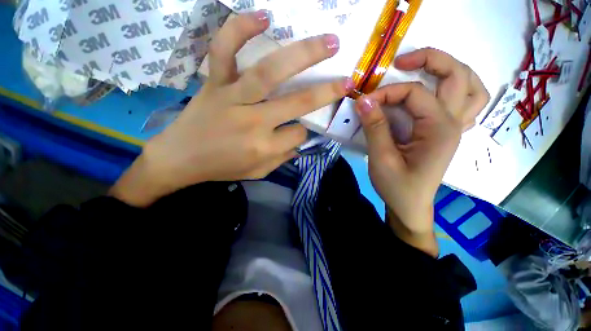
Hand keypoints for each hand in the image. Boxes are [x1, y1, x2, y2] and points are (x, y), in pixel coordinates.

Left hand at [110, 11, 352, 206]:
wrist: (179, 158)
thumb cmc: (221, 168)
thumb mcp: (258, 172)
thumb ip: (281, 158)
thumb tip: (299, 141)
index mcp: (264, 147)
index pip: (298, 133)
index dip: (303, 130)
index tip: (299, 127)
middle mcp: (253, 121)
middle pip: (297, 102)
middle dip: (326, 91)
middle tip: (347, 78)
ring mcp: (232, 97)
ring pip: (270, 72)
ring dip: (303, 54)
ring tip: (328, 41)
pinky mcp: (213, 82)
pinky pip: (224, 50)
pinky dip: (240, 29)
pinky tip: (263, 16)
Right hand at [357, 48, 489, 256]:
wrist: (409, 206)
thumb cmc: (396, 186)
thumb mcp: (381, 158)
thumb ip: (374, 128)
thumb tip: (363, 100)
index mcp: (440, 130)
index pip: (415, 93)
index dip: (387, 93)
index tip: (364, 102)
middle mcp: (454, 123)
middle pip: (459, 76)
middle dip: (432, 60)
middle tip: (402, 61)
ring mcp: (454, 128)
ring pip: (470, 87)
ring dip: (451, 71)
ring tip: (425, 69)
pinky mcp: (446, 134)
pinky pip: (464, 103)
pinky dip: (455, 90)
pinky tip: (436, 93)